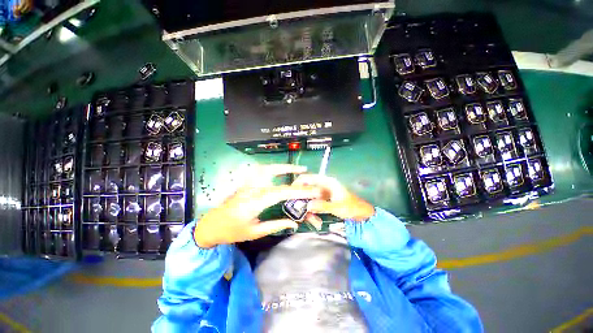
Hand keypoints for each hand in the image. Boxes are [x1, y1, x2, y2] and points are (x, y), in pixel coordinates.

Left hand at [194, 164, 320, 247]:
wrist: (211, 226)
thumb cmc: (232, 232)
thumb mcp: (255, 232)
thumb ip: (276, 225)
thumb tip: (294, 223)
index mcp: (254, 202)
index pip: (281, 193)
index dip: (298, 191)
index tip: (312, 190)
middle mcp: (251, 189)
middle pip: (272, 173)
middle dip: (289, 170)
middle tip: (303, 170)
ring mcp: (247, 183)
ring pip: (264, 168)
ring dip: (280, 166)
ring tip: (293, 168)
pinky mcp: (245, 183)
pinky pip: (259, 171)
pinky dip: (271, 168)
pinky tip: (277, 170)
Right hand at [292, 174, 374, 221]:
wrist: (361, 213)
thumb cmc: (351, 207)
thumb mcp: (337, 207)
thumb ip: (322, 206)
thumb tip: (307, 206)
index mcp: (327, 182)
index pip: (308, 177)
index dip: (298, 182)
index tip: (291, 192)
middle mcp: (323, 185)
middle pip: (307, 188)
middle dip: (302, 199)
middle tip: (299, 210)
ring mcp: (323, 192)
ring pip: (310, 197)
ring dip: (308, 207)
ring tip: (311, 220)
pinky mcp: (324, 199)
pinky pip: (314, 202)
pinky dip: (313, 210)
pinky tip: (315, 219)